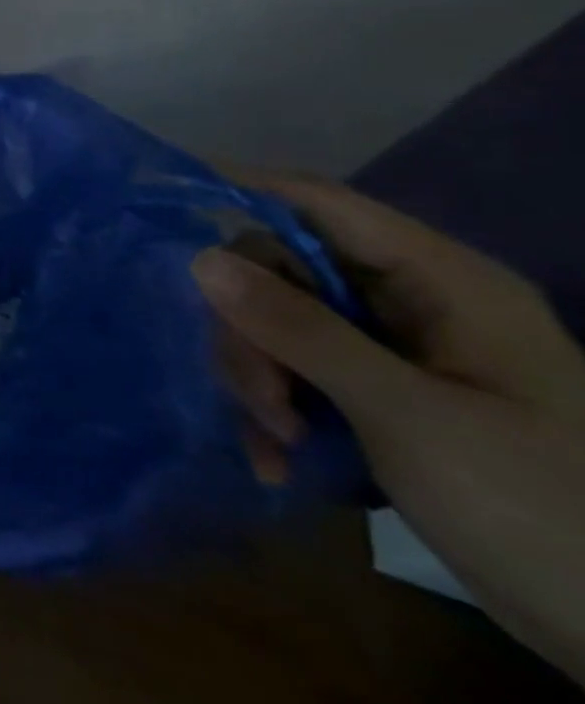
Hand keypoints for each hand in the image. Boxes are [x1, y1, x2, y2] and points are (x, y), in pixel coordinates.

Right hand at [193, 173, 584, 682]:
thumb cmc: (539, 512)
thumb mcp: (407, 417)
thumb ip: (301, 331)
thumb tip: (202, 259)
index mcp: (443, 284)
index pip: (320, 204)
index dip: (242, 191)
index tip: (162, 199)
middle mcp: (413, 303)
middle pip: (282, 273)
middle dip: (250, 332)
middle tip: (259, 399)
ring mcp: (394, 352)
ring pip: (276, 326)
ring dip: (259, 381)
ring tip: (279, 445)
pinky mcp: (379, 398)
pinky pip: (293, 375)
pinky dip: (275, 413)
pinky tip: (279, 463)